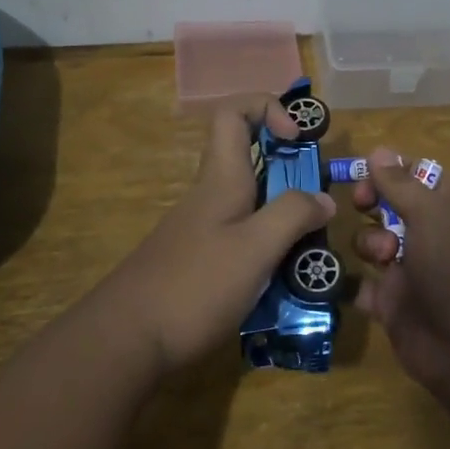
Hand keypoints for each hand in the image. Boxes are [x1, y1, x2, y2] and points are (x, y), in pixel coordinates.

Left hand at [103, 95, 334, 373]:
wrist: (126, 340)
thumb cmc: (194, 286)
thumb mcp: (254, 249)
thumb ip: (292, 216)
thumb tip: (323, 198)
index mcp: (221, 178)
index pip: (233, 112)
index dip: (267, 108)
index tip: (297, 138)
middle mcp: (210, 195)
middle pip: (251, 159)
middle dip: (291, 173)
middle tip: (320, 206)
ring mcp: (202, 229)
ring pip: (251, 203)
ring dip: (284, 217)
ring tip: (311, 251)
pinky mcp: (199, 260)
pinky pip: (242, 237)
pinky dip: (268, 247)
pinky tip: (282, 281)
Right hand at [352, 148, 449, 403]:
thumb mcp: (432, 214)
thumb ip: (400, 183)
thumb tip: (379, 150)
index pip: (415, 172)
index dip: (387, 170)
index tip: (365, 175)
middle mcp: (433, 232)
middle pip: (388, 203)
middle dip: (371, 203)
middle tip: (362, 207)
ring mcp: (413, 268)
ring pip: (372, 241)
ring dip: (369, 243)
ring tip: (383, 258)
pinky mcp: (396, 303)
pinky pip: (365, 284)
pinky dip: (362, 285)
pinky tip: (369, 287)